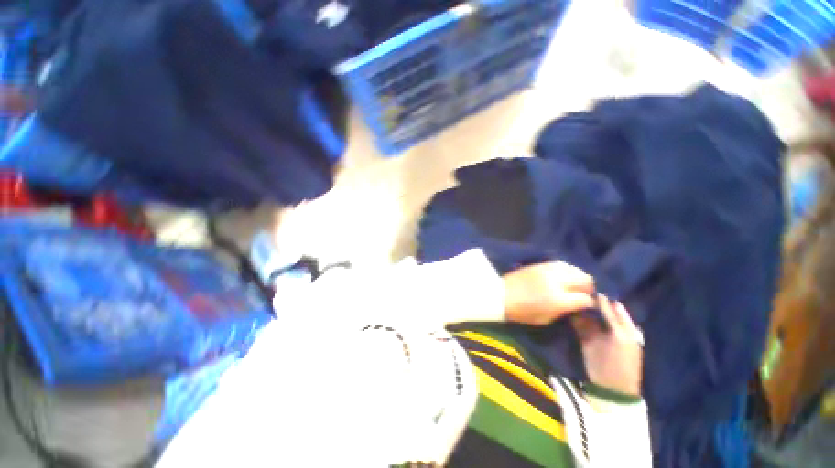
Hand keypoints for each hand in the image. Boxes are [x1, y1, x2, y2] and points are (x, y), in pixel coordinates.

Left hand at [503, 261, 595, 325]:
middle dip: (588, 288)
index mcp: (558, 299)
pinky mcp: (540, 264)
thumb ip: (564, 311)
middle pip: (584, 279)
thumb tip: (577, 306)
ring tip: (575, 284)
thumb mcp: (545, 319)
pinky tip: (565, 276)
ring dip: (578, 277)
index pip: (585, 298)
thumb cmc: (521, 312)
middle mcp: (556, 281)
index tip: (587, 306)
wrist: (501, 295)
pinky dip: (567, 269)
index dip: (589, 303)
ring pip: (574, 268)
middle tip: (583, 293)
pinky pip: (560, 263)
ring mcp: (548, 270)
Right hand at [573, 296, 643, 395]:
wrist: (611, 387)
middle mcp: (609, 326)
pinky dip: (572, 317)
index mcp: (624, 326)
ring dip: (579, 307)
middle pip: (598, 309)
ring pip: (587, 315)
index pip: (613, 305)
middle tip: (574, 288)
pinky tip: (565, 308)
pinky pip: (578, 324)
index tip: (589, 284)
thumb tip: (602, 296)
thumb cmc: (622, 361)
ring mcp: (596, 332)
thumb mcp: (621, 337)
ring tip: (568, 295)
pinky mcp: (584, 338)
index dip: (603, 295)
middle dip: (588, 300)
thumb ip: (612, 317)